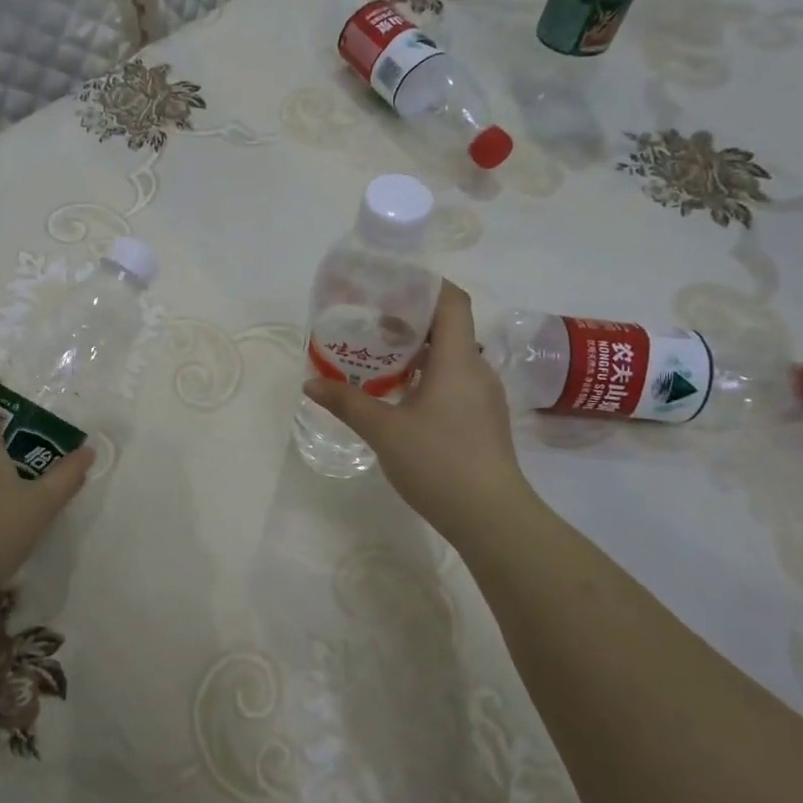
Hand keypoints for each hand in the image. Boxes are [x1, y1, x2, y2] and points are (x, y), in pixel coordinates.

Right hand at [303, 280, 534, 542]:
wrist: (491, 517)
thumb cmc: (438, 462)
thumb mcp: (384, 430)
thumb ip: (347, 402)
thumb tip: (310, 383)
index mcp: (457, 360)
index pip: (451, 301)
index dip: (425, 285)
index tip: (392, 285)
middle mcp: (476, 369)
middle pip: (448, 328)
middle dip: (410, 321)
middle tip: (370, 324)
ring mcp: (484, 397)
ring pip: (450, 358)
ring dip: (417, 353)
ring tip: (379, 361)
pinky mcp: (483, 421)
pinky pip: (454, 383)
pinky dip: (428, 377)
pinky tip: (401, 398)